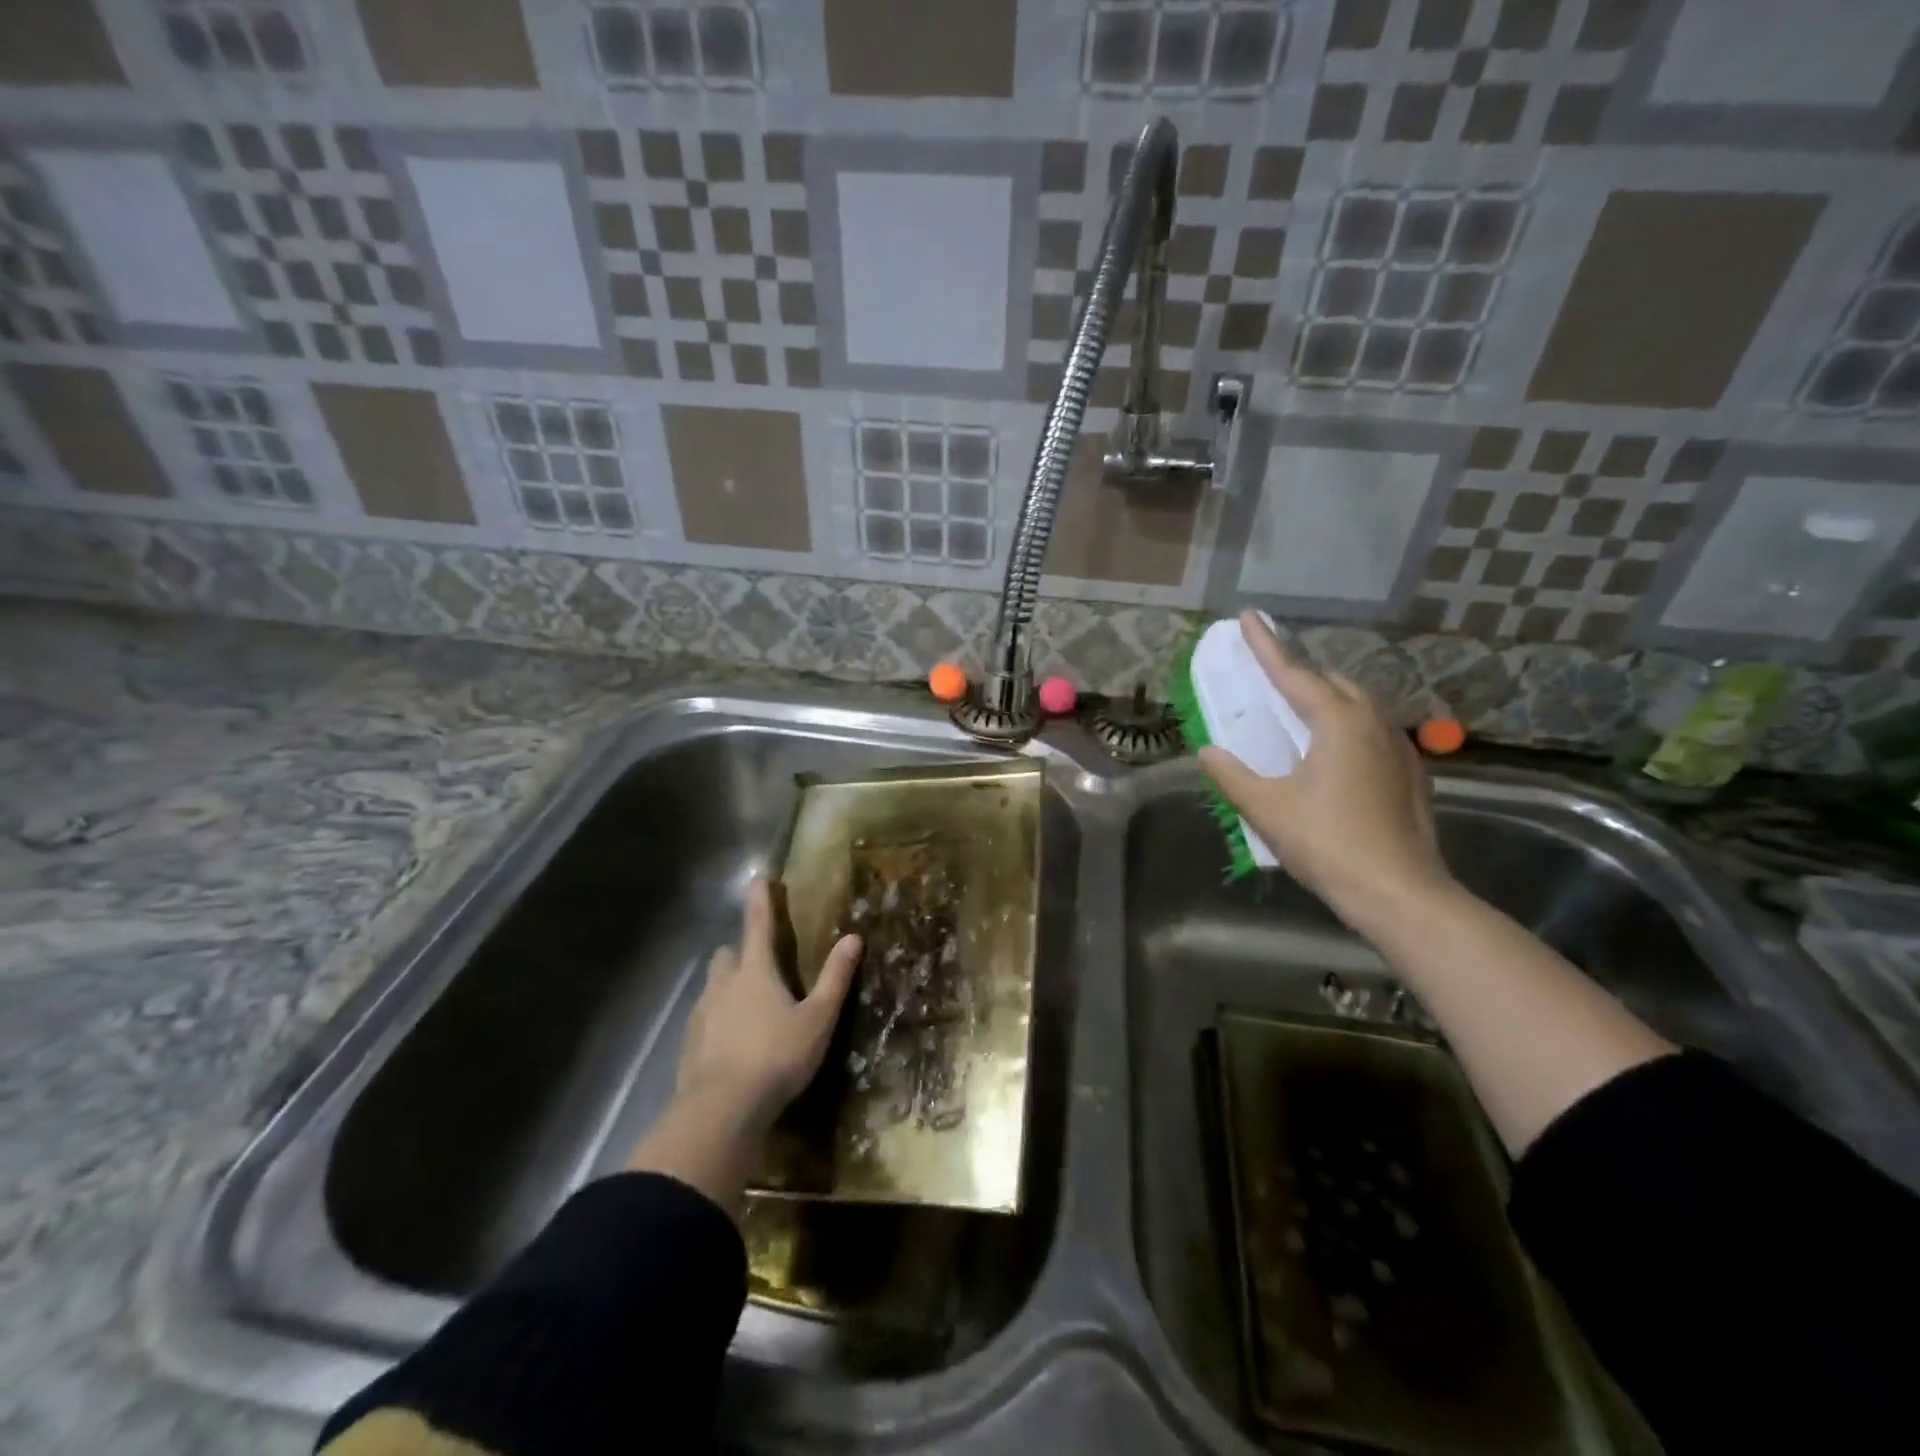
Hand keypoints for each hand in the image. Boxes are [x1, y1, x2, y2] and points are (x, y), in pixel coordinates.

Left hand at [674, 877, 861, 1132]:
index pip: (758, 924)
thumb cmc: (776, 1057)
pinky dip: (717, 1018)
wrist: (720, 1111)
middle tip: (761, 962)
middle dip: (742, 951)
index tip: (757, 878)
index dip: (760, 900)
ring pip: (714, 985)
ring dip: (728, 984)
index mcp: (756, 971)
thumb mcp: (817, 1019)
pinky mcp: (689, 1043)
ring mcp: (702, 1014)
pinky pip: (704, 1017)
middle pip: (728, 954)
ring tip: (748, 1004)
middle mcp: (724, 984)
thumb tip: (853, 937)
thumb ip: (835, 978)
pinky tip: (731, 1040)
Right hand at [1198, 611, 1451, 923]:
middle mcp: (1373, 724)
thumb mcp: (1266, 808)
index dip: (1267, 646)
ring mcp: (1399, 748)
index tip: (1249, 617)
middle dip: (1301, 671)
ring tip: (1300, 707)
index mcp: (1339, 723)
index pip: (1294, 674)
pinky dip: (1347, 725)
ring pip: (1360, 705)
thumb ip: (1232, 775)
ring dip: (1327, 697)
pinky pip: (1373, 731)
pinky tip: (1334, 750)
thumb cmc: (1327, 842)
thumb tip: (1208, 752)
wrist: (1399, 892)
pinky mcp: (1410, 775)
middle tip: (1271, 672)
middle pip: (1334, 682)